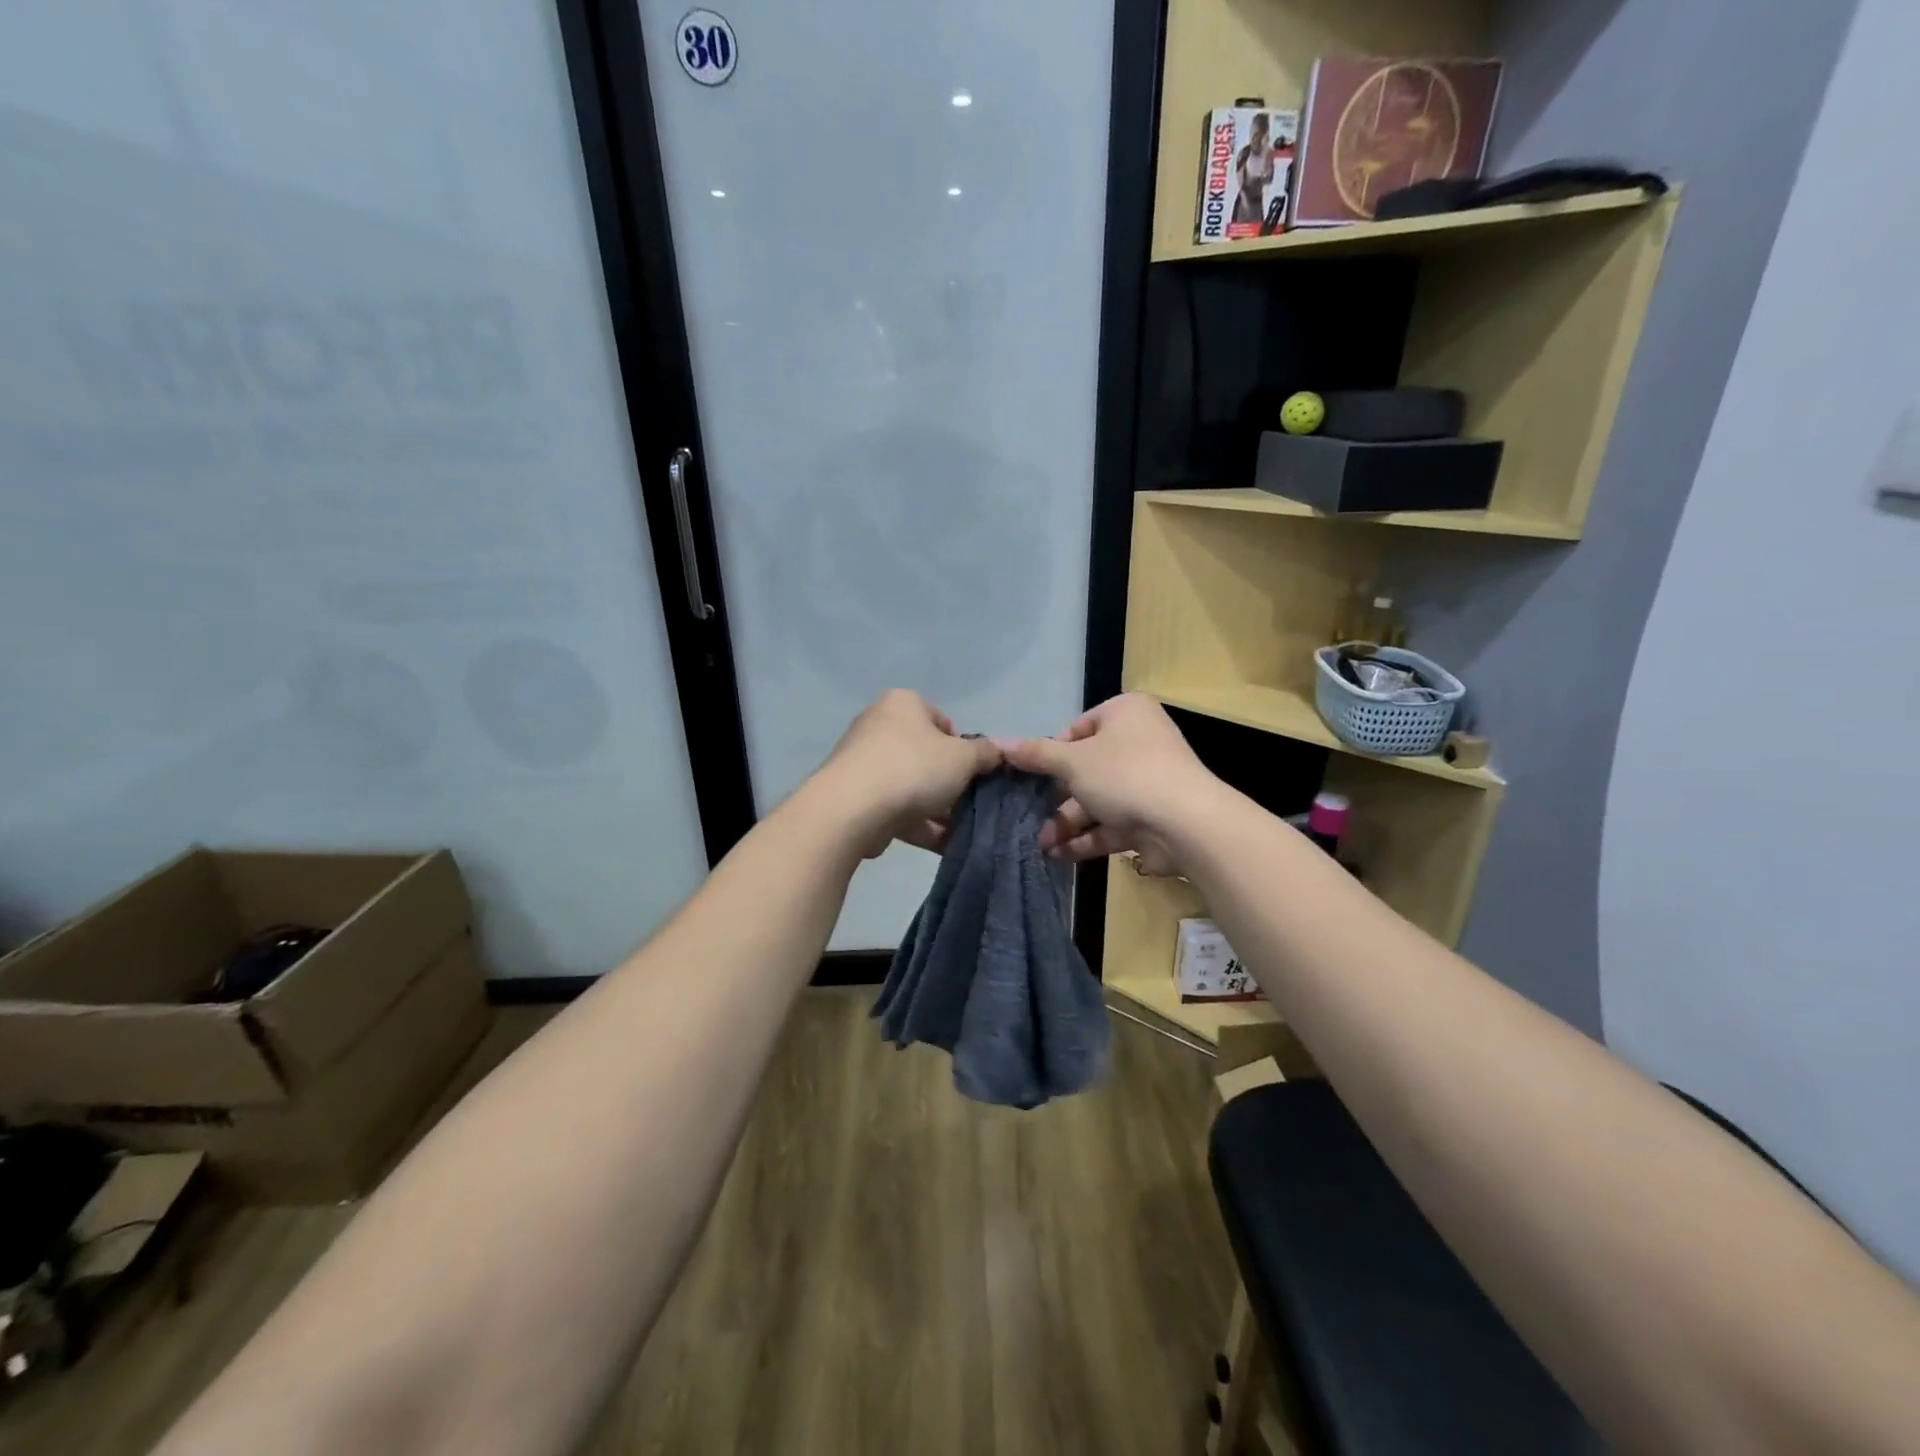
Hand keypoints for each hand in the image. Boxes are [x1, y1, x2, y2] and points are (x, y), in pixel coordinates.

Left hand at [814, 690, 999, 854]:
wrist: (852, 809)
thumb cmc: (913, 768)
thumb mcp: (963, 757)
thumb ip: (985, 753)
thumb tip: (996, 752)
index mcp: (903, 703)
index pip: (942, 721)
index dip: (963, 748)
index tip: (973, 772)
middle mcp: (879, 725)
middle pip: (926, 755)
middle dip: (950, 783)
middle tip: (969, 803)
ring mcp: (863, 763)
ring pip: (912, 785)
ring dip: (938, 809)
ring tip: (962, 832)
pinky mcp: (855, 797)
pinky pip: (896, 808)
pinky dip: (919, 825)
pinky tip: (943, 846)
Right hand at [997, 694, 1218, 874]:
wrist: (1185, 824)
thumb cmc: (1124, 774)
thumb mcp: (1072, 761)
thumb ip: (1036, 755)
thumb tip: (999, 743)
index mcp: (1125, 714)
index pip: (1078, 729)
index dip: (1053, 753)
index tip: (1032, 775)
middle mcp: (1139, 743)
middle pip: (1086, 769)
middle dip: (1056, 798)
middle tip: (1028, 815)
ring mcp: (1147, 783)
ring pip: (1097, 800)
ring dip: (1067, 823)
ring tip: (1040, 844)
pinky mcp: (1151, 818)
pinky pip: (1111, 824)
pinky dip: (1086, 838)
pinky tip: (1058, 854)